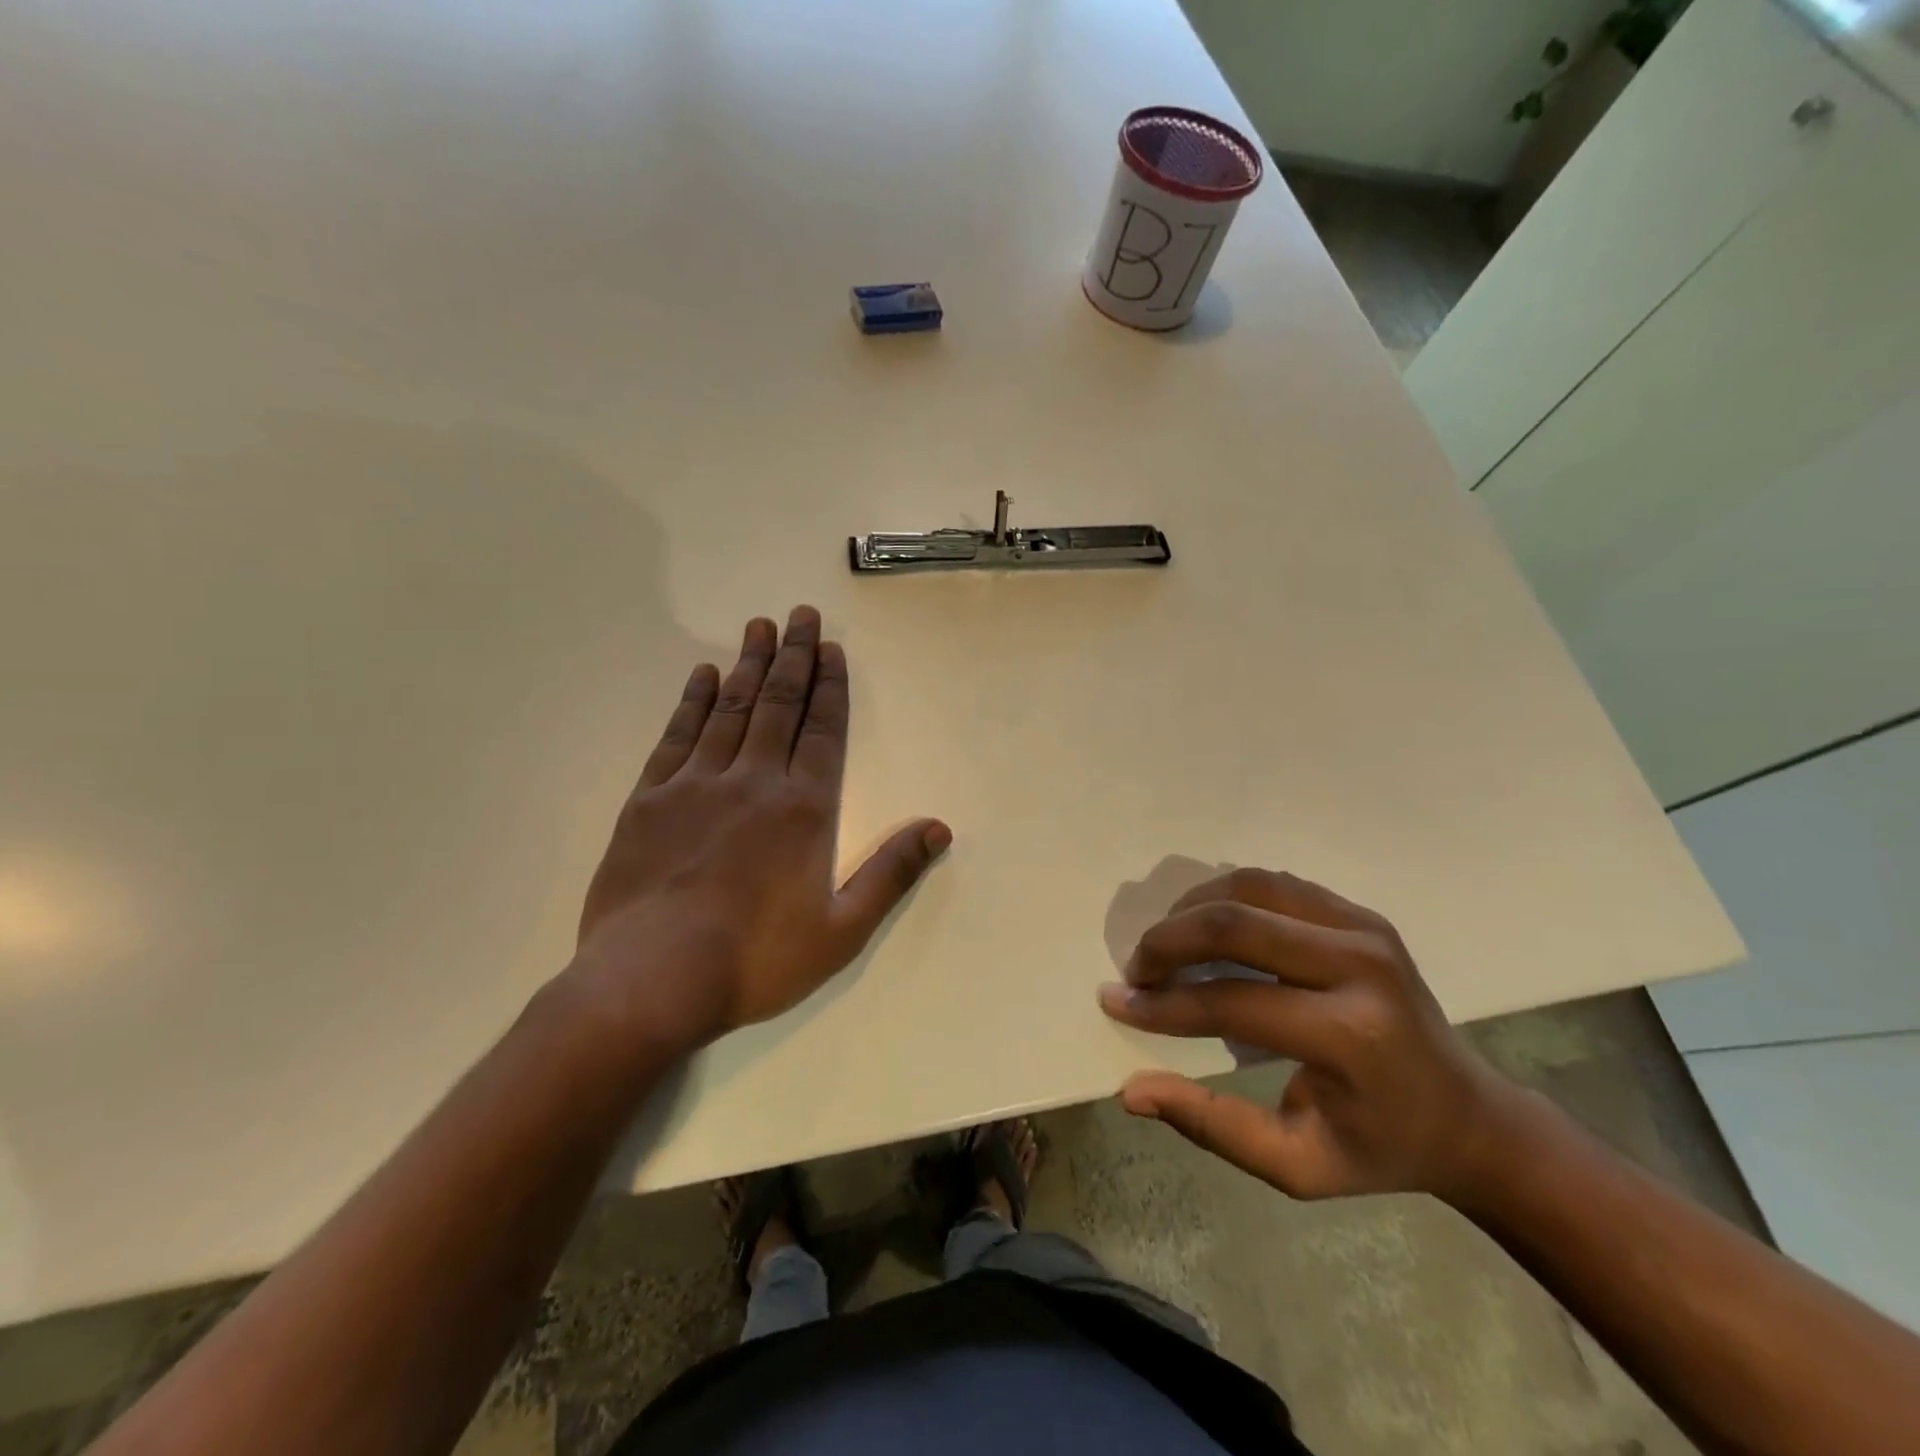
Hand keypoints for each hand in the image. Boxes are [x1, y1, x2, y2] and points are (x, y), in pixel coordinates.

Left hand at [569, 607, 949, 1049]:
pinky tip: (703, 676)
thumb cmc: (756, 960)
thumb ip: (891, 873)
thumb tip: (939, 828)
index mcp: (804, 810)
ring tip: (759, 627)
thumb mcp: (842, 929)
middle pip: (779, 706)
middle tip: (799, 615)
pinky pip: (678, 737)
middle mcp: (754, 782)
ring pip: (731, 710)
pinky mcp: (649, 800)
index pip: (823, 732)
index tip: (831, 649)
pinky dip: (693, 702)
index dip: (830, 688)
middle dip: (793, 658)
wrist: (651, 979)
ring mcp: (697, 785)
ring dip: (748, 666)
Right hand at [1097, 869, 1525, 1202]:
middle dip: (1168, 940)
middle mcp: (1360, 965)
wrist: (1467, 1115)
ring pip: (1249, 885)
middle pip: (1235, 922)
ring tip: (1164, 944)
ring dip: (1191, 908)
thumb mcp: (1298, 1167)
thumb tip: (1133, 1090)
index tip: (1116, 1001)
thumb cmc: (1379, 1147)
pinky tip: (1204, 925)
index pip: (1231, 1001)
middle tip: (1136, 969)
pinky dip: (1226, 895)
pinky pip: (1274, 884)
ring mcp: (1364, 927)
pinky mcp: (1360, 912)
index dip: (1163, 1004)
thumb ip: (1213, 1127)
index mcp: (1351, 1036)